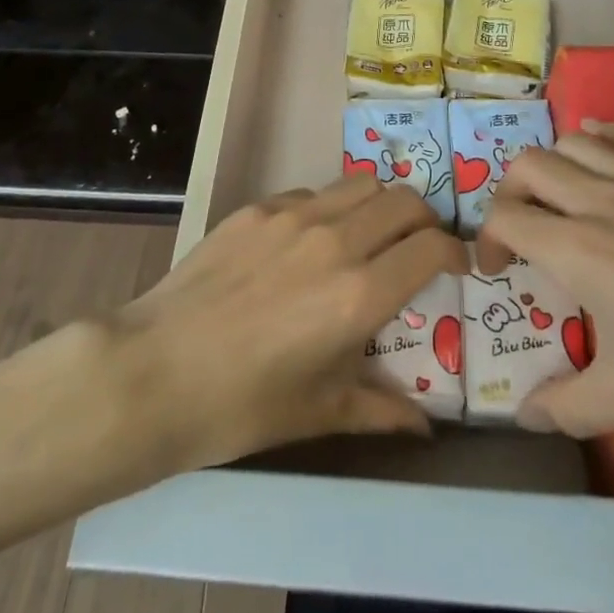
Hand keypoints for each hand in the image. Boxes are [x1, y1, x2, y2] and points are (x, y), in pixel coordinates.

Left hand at [108, 176, 466, 474]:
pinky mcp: (258, 207)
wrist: (155, 370)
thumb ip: (380, 409)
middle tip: (419, 246)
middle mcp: (334, 240)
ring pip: (361, 184)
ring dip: (380, 205)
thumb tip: (425, 428)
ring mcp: (293, 216)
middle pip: (404, 201)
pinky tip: (309, 242)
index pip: (431, 247)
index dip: (455, 252)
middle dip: (424, 220)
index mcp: (358, 294)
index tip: (457, 266)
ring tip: (372, 234)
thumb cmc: (242, 405)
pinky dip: (329, 208)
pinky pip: (312, 193)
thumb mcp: (319, 412)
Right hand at [478, 121, 613, 470]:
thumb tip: (525, 415)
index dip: (487, 240)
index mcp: (579, 251)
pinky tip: (607, 157)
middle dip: (512, 192)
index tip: (498, 270)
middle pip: (531, 166)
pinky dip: (603, 139)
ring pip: (576, 141)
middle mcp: (604, 200)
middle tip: (524, 229)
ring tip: (564, 196)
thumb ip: (569, 406)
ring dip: (555, 164)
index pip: (506, 218)